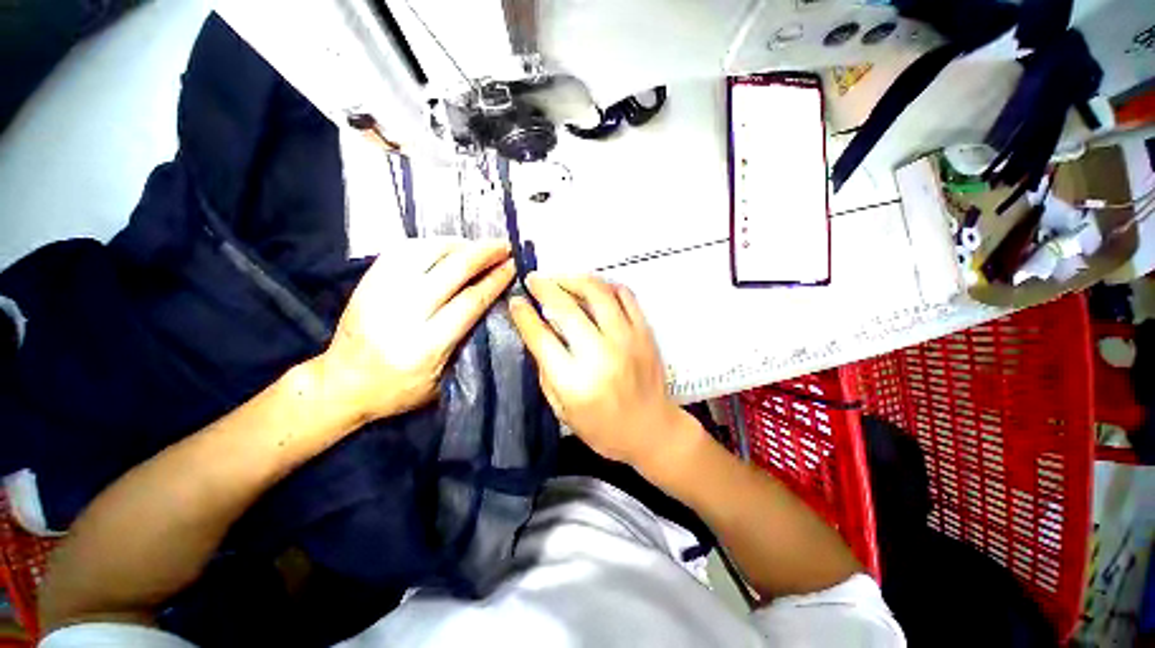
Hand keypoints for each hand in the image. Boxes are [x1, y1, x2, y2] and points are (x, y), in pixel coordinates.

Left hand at [320, 239, 513, 422]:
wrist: (341, 385)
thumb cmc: (398, 390)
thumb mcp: (442, 382)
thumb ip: (466, 343)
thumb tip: (491, 303)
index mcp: (425, 345)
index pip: (469, 302)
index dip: (495, 280)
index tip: (513, 266)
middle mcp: (402, 314)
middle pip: (451, 271)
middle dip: (483, 254)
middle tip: (504, 245)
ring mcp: (380, 293)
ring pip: (425, 253)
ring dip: (458, 244)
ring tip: (478, 245)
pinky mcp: (366, 283)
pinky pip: (401, 251)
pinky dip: (429, 243)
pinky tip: (446, 246)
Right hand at [509, 275, 689, 470]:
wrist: (651, 429)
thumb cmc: (602, 427)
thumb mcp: (562, 410)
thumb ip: (546, 371)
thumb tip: (537, 333)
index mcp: (574, 381)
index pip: (541, 337)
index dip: (524, 315)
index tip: (516, 301)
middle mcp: (600, 354)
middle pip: (566, 308)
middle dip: (544, 287)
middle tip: (534, 279)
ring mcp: (626, 339)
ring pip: (598, 292)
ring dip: (574, 278)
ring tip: (561, 278)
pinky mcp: (645, 332)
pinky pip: (626, 295)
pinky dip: (606, 285)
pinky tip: (593, 287)